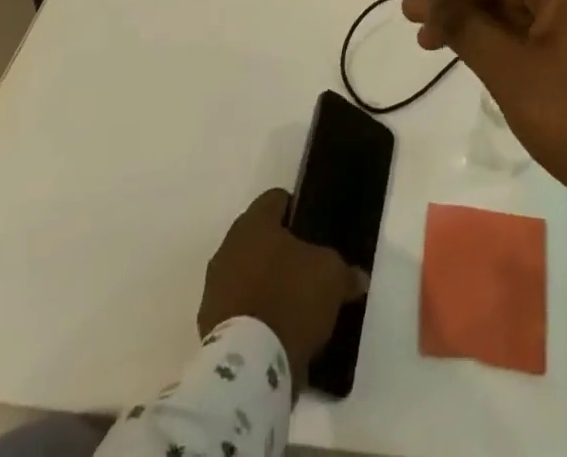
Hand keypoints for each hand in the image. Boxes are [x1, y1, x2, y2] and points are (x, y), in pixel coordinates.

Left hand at [197, 190, 363, 383]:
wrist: (249, 367)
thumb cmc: (291, 300)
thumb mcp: (332, 277)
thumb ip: (345, 271)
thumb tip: (358, 277)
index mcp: (255, 222)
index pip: (275, 199)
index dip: (296, 208)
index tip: (312, 228)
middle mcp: (228, 246)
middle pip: (257, 237)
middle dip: (278, 249)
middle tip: (305, 266)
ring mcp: (214, 287)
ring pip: (243, 271)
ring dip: (262, 281)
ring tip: (290, 302)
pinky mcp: (207, 324)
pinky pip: (235, 306)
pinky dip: (251, 311)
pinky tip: (273, 329)